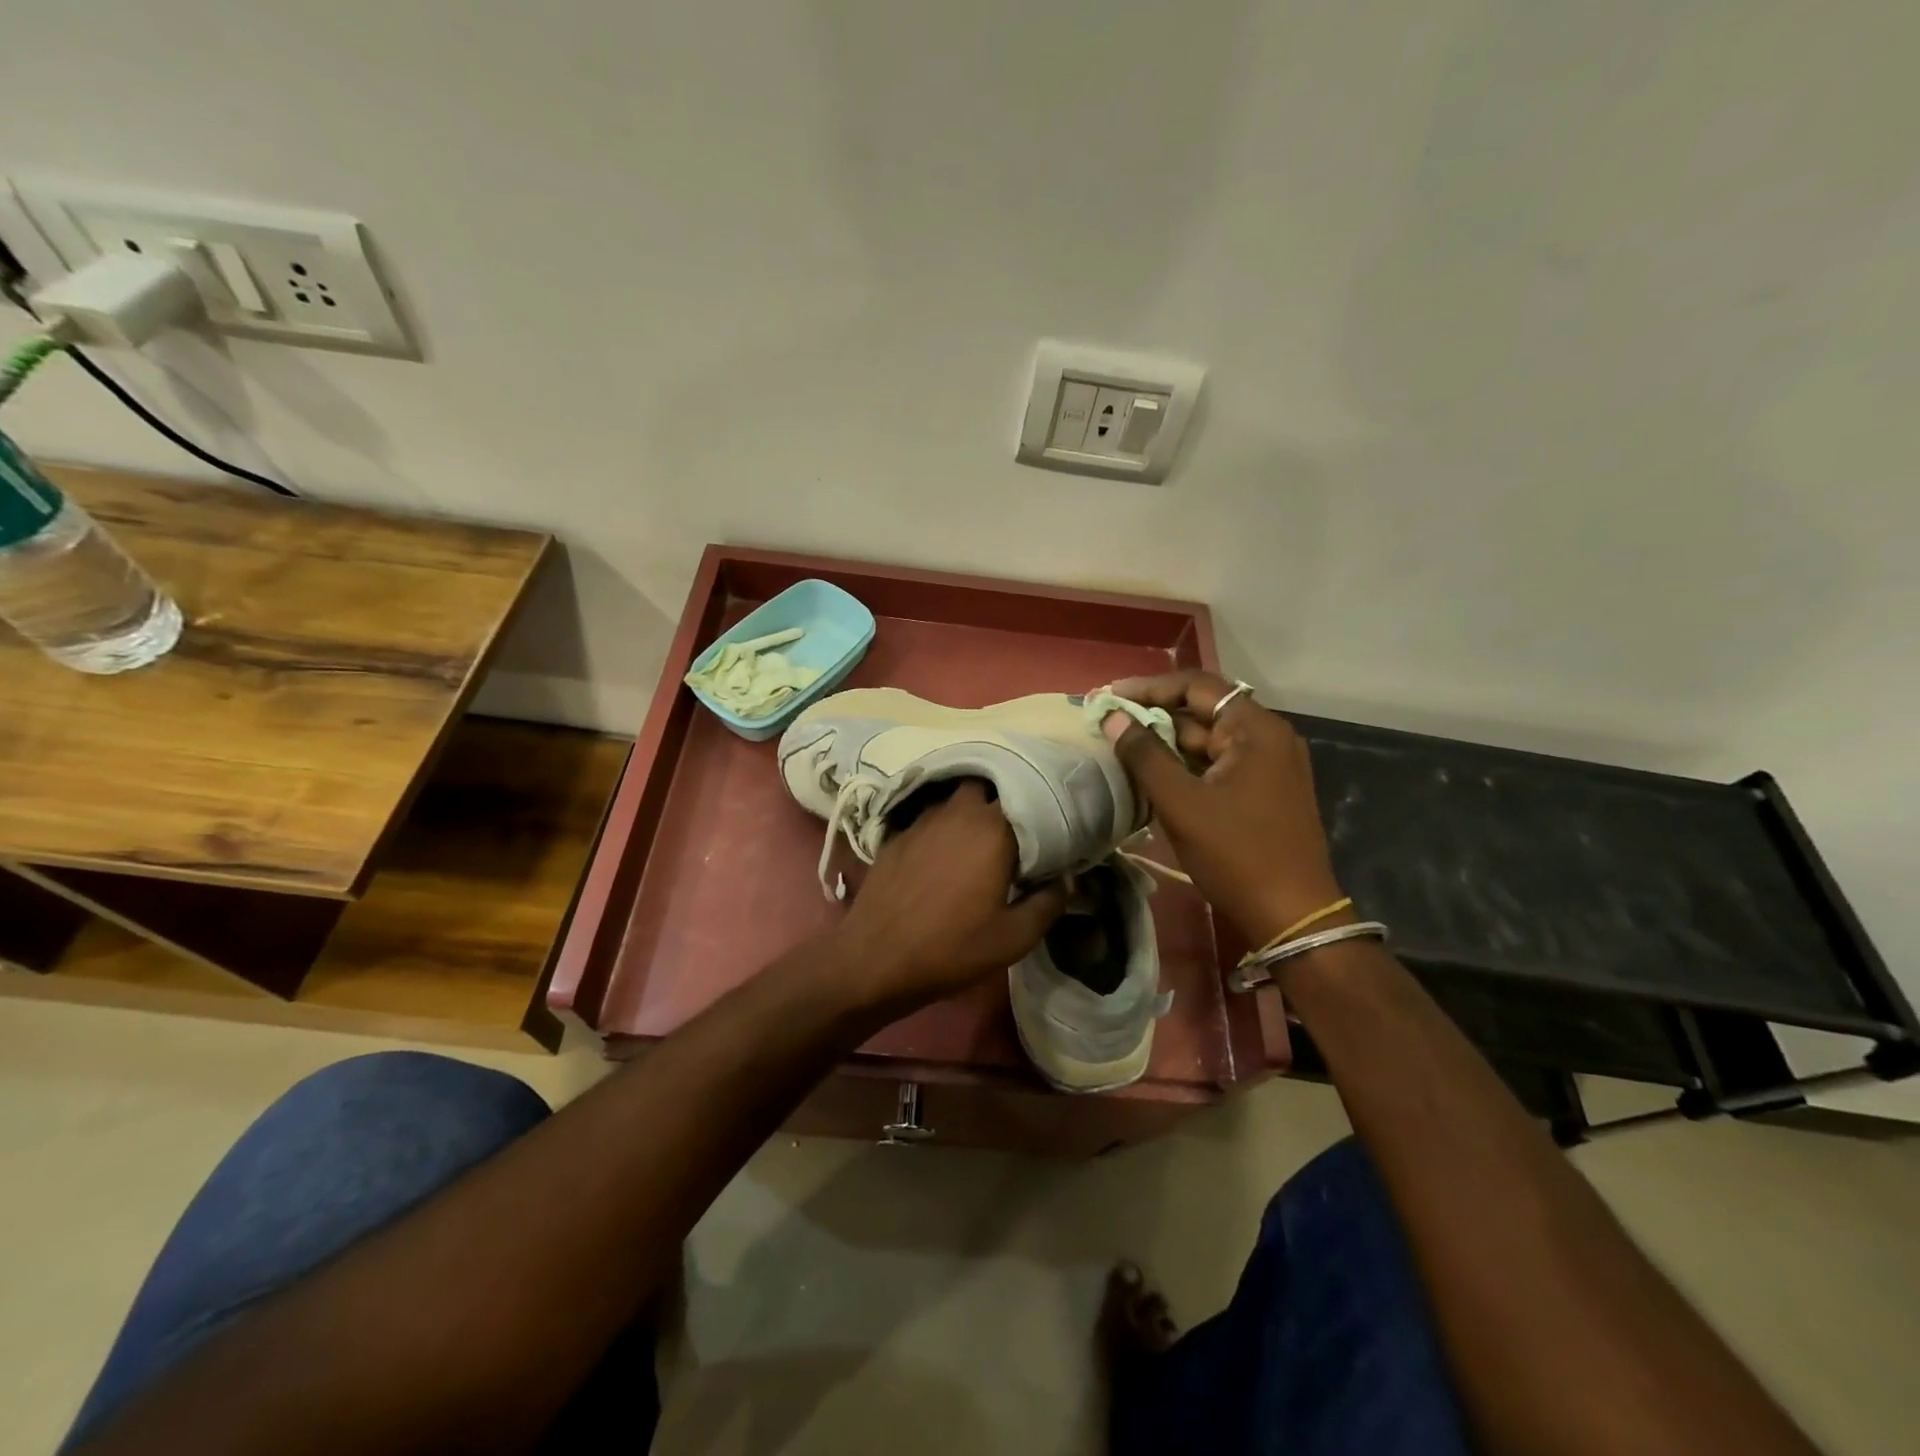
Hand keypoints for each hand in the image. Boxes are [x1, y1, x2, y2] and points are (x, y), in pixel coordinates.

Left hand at [832, 781, 1066, 1012]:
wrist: (875, 958)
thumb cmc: (951, 948)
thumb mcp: (1013, 938)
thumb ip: (1048, 903)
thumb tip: (1068, 879)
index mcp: (993, 830)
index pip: (1027, 796)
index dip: (1041, 807)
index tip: (1052, 824)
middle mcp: (958, 812)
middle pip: (986, 784)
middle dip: (1002, 797)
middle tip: (1016, 824)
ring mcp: (923, 820)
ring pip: (955, 797)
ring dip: (970, 808)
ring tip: (982, 833)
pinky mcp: (898, 834)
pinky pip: (929, 816)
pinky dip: (943, 824)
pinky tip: (944, 848)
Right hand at [1103, 670, 1344, 948]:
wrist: (1291, 915)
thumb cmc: (1236, 854)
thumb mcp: (1182, 804)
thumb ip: (1144, 755)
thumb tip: (1112, 718)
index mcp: (1256, 729)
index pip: (1197, 687)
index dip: (1149, 688)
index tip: (1109, 697)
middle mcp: (1267, 737)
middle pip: (1203, 711)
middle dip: (1154, 715)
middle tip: (1109, 722)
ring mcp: (1268, 764)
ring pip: (1208, 740)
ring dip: (1167, 742)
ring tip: (1122, 746)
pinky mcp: (1263, 789)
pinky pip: (1217, 763)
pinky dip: (1185, 764)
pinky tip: (1153, 773)